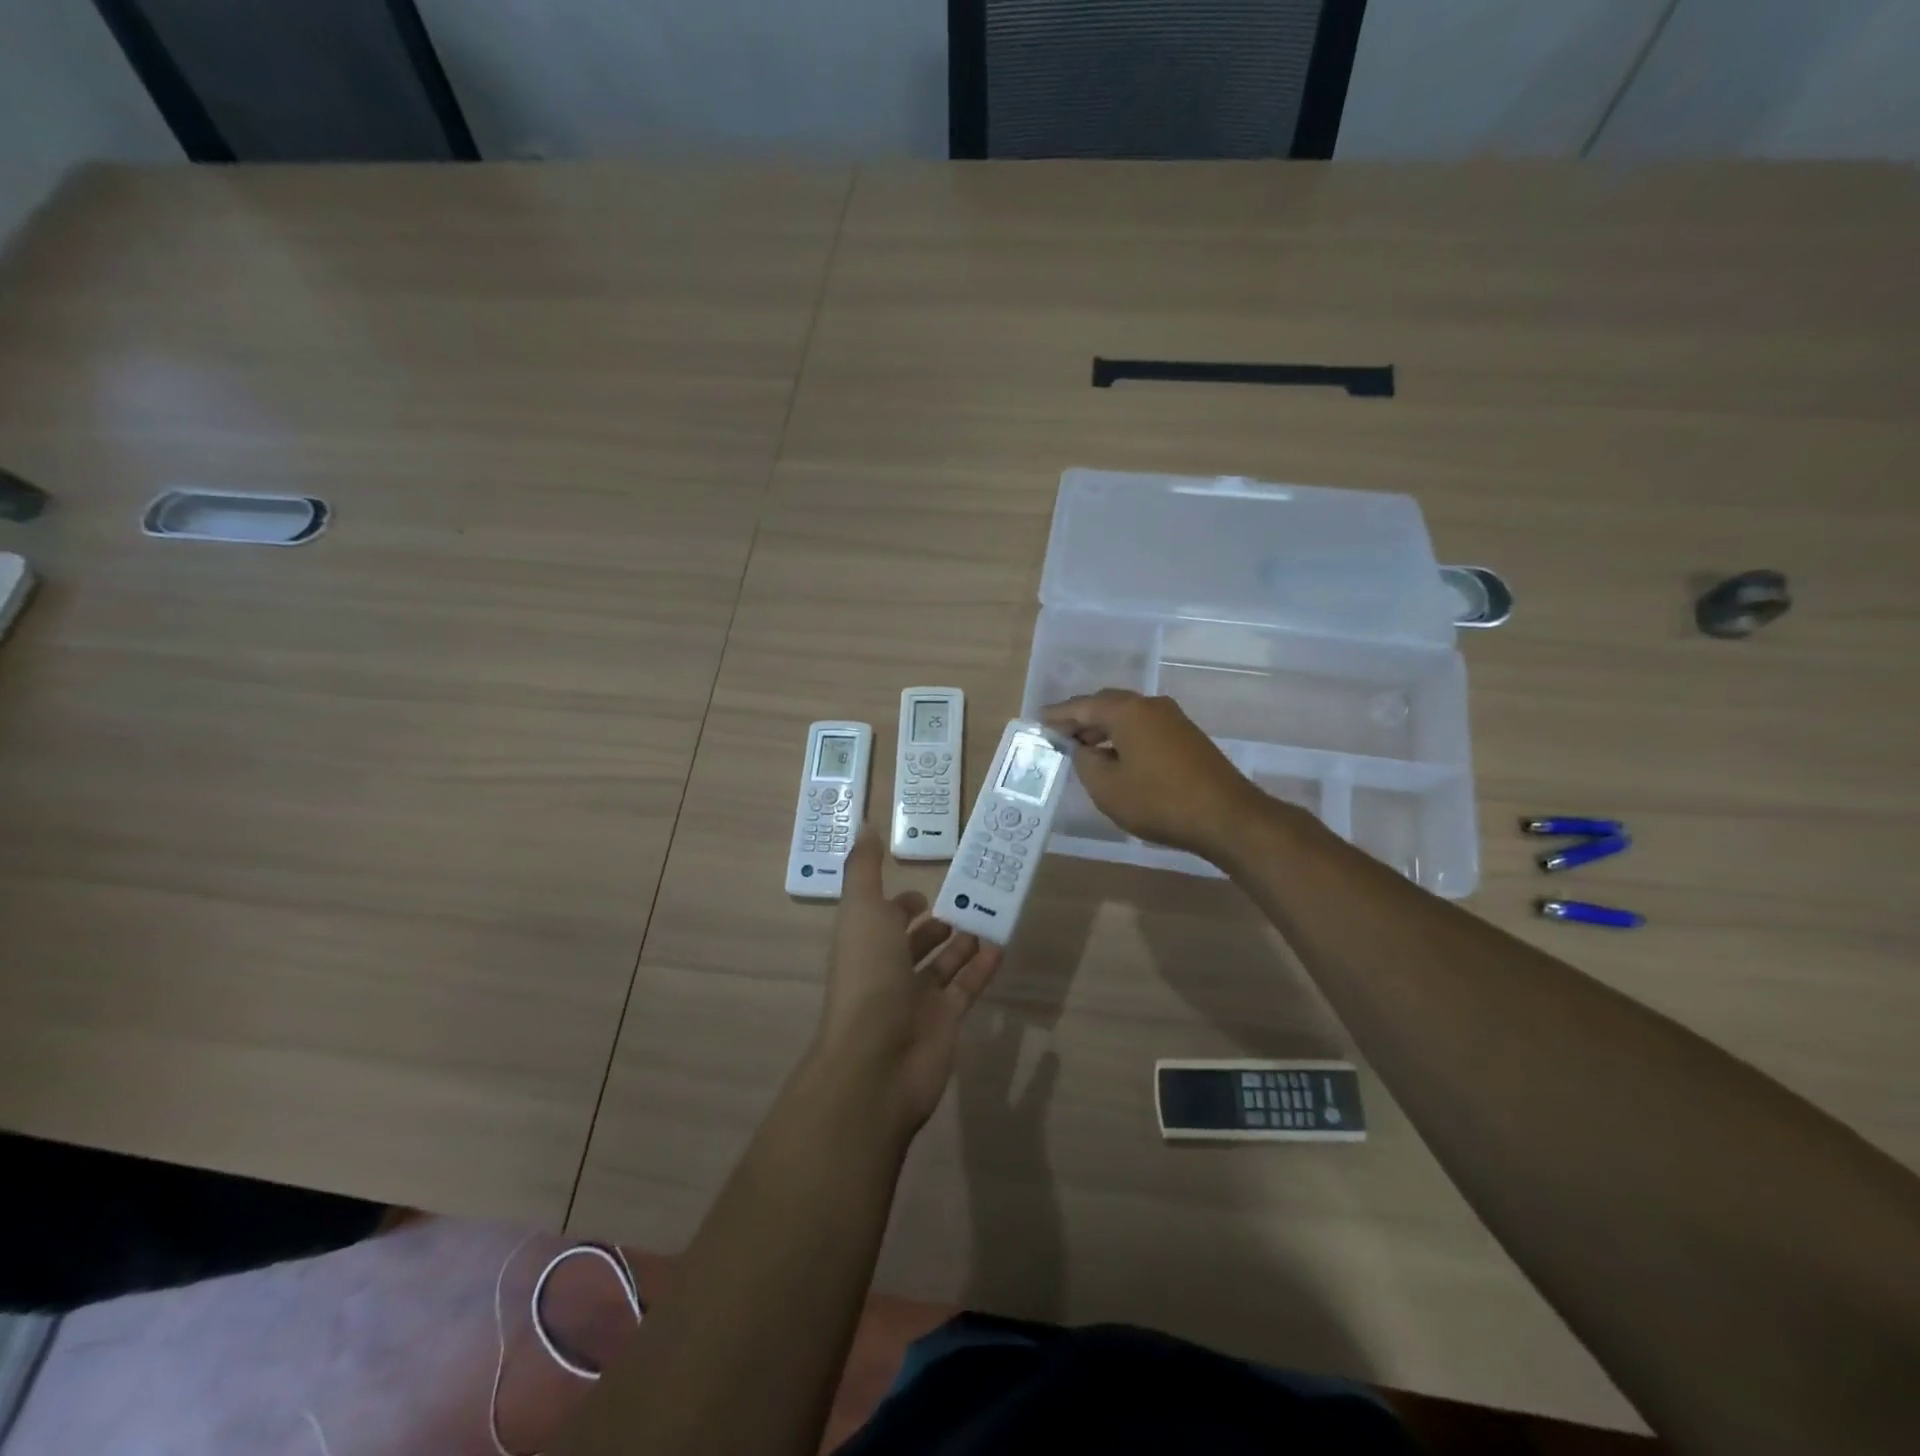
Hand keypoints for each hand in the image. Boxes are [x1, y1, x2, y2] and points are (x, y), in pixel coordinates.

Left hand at [812, 829, 1003, 1136]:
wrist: (877, 1061)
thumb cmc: (867, 976)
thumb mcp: (862, 910)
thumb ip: (865, 869)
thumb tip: (864, 824)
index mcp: (864, 942)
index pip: (882, 918)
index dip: (900, 904)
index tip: (926, 888)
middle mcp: (888, 969)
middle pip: (913, 943)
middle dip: (935, 924)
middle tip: (966, 900)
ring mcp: (917, 999)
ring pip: (943, 965)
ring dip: (962, 943)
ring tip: (988, 917)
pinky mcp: (945, 1020)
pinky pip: (967, 987)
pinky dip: (982, 967)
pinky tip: (1001, 945)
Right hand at [1042, 689, 1274, 862]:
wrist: (1226, 816)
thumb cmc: (1158, 801)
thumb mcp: (1107, 788)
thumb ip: (1085, 763)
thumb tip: (1083, 749)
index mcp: (1126, 711)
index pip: (1082, 706)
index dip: (1057, 715)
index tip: (1038, 721)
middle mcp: (1150, 705)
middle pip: (1106, 705)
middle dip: (1081, 718)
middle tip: (1059, 734)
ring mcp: (1173, 719)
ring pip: (1127, 716)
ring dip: (1103, 729)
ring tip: (1083, 749)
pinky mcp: (1187, 737)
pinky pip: (1144, 728)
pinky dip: (1123, 737)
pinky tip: (1116, 758)